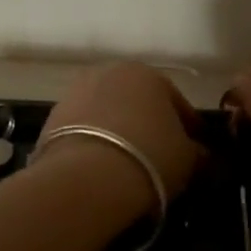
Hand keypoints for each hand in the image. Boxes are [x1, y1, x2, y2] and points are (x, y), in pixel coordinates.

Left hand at [37, 62, 203, 208]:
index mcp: (148, 74)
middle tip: (158, 157)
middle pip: (137, 103)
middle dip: (148, 125)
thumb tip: (199, 153)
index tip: (194, 150)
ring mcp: (75, 93)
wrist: (86, 178)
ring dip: (118, 133)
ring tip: (127, 164)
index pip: (177, 102)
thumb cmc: (149, 158)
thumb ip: (197, 152)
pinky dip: (94, 144)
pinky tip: (101, 168)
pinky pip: (83, 131)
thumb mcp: (188, 159)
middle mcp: (109, 73)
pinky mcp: (51, 118)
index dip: (189, 128)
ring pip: (107, 115)